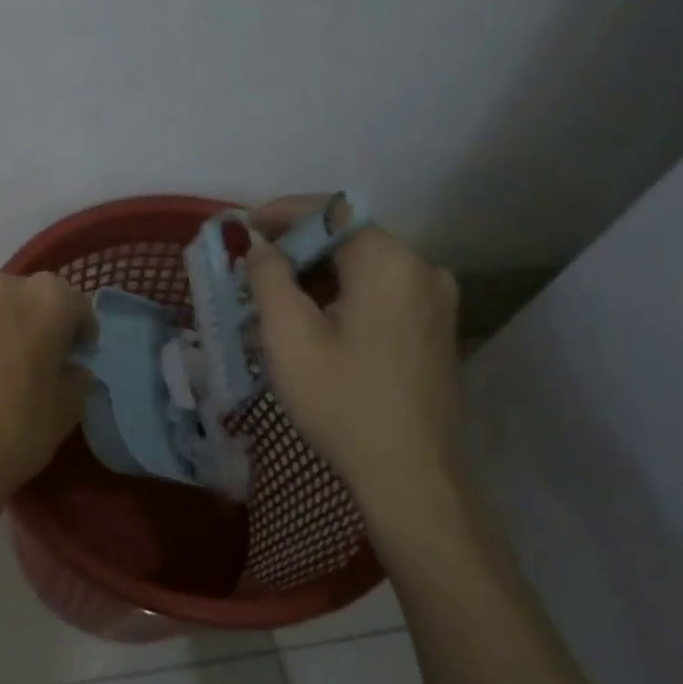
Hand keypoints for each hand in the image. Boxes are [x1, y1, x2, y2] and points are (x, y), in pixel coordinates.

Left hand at [0, 270, 91, 508]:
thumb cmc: (16, 427)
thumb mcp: (66, 410)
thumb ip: (76, 380)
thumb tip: (70, 371)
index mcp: (45, 299)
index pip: (76, 305)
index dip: (81, 333)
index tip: (79, 357)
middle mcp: (1, 290)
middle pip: (31, 299)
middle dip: (41, 323)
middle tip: (45, 360)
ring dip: (6, 332)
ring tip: (8, 372)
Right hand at [246, 197, 464, 521]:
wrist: (409, 473)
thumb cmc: (342, 400)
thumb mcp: (288, 336)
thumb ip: (268, 278)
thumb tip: (262, 248)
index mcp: (389, 263)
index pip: (333, 211)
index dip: (285, 212)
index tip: (247, 226)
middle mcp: (422, 270)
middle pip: (349, 240)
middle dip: (296, 251)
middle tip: (253, 274)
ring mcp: (435, 302)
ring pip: (364, 271)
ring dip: (316, 279)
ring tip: (273, 306)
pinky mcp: (435, 330)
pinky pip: (380, 296)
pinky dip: (342, 299)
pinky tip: (311, 327)